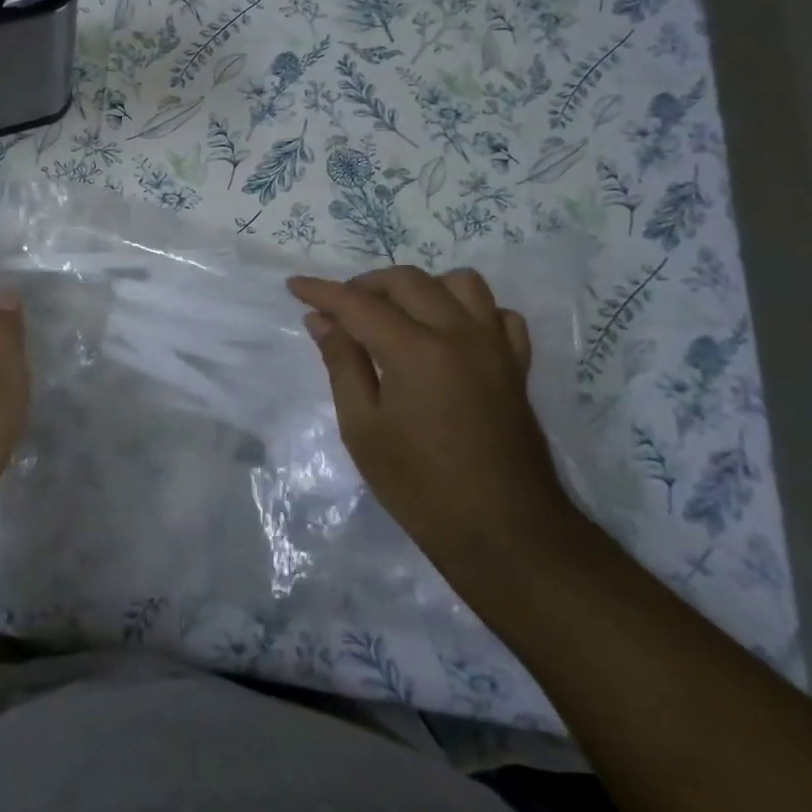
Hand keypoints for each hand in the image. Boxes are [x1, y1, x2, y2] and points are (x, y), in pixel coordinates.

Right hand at [286, 265, 576, 580]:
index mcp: (416, 351)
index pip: (358, 304)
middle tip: (338, 310)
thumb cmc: (419, 485)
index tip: (294, 285)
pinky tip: (446, 334)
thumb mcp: (362, 427)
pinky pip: (496, 314)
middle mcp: (459, 335)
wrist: (503, 530)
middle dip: (365, 285)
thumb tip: (322, 320)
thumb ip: (342, 364)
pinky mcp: (516, 366)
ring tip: (394, 315)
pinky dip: (468, 311)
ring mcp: (494, 347)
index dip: (322, 291)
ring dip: (419, 288)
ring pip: (459, 283)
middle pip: (408, 281)